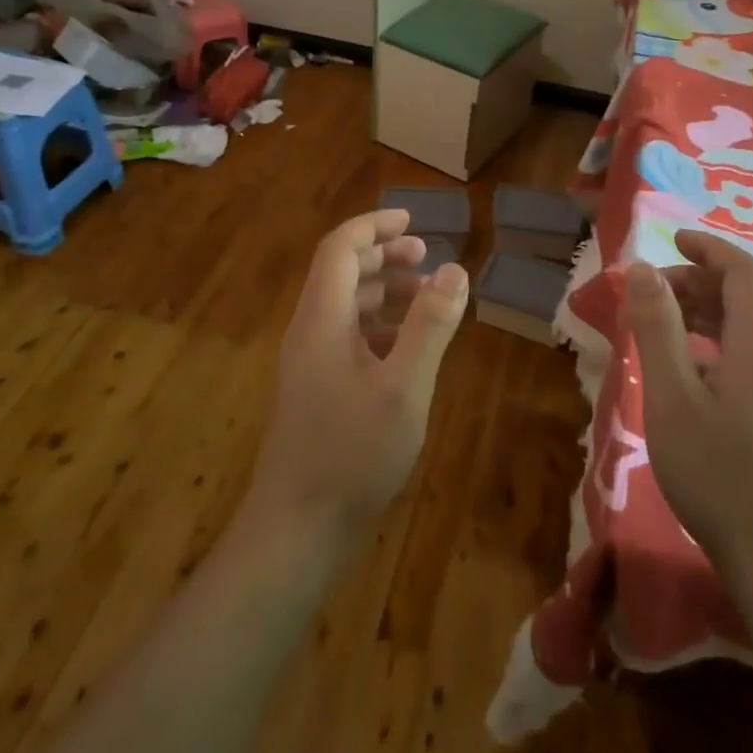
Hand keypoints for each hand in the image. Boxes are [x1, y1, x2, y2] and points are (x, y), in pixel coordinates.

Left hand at [248, 209, 469, 542]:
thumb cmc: (352, 454)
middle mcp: (309, 332)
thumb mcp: (403, 387)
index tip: (413, 220)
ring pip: (346, 307)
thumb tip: (455, 269)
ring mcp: (310, 364)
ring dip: (384, 292)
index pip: (340, 249)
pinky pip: (348, 339)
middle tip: (426, 257)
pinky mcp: (317, 392)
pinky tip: (410, 347)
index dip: (374, 226)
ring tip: (427, 297)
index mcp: (322, 320)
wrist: (296, 532)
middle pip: (341, 273)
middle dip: (384, 256)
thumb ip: (430, 325)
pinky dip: (380, 327)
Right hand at [625, 230, 752, 584]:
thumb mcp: (672, 395)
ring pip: (748, 329)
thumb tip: (641, 268)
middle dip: (696, 282)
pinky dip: (717, 344)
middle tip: (648, 295)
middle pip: (745, 298)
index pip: (743, 272)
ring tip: (660, 329)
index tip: (671, 240)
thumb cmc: (718, 473)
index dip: (708, 248)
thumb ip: (657, 326)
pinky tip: (691, 373)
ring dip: (704, 314)